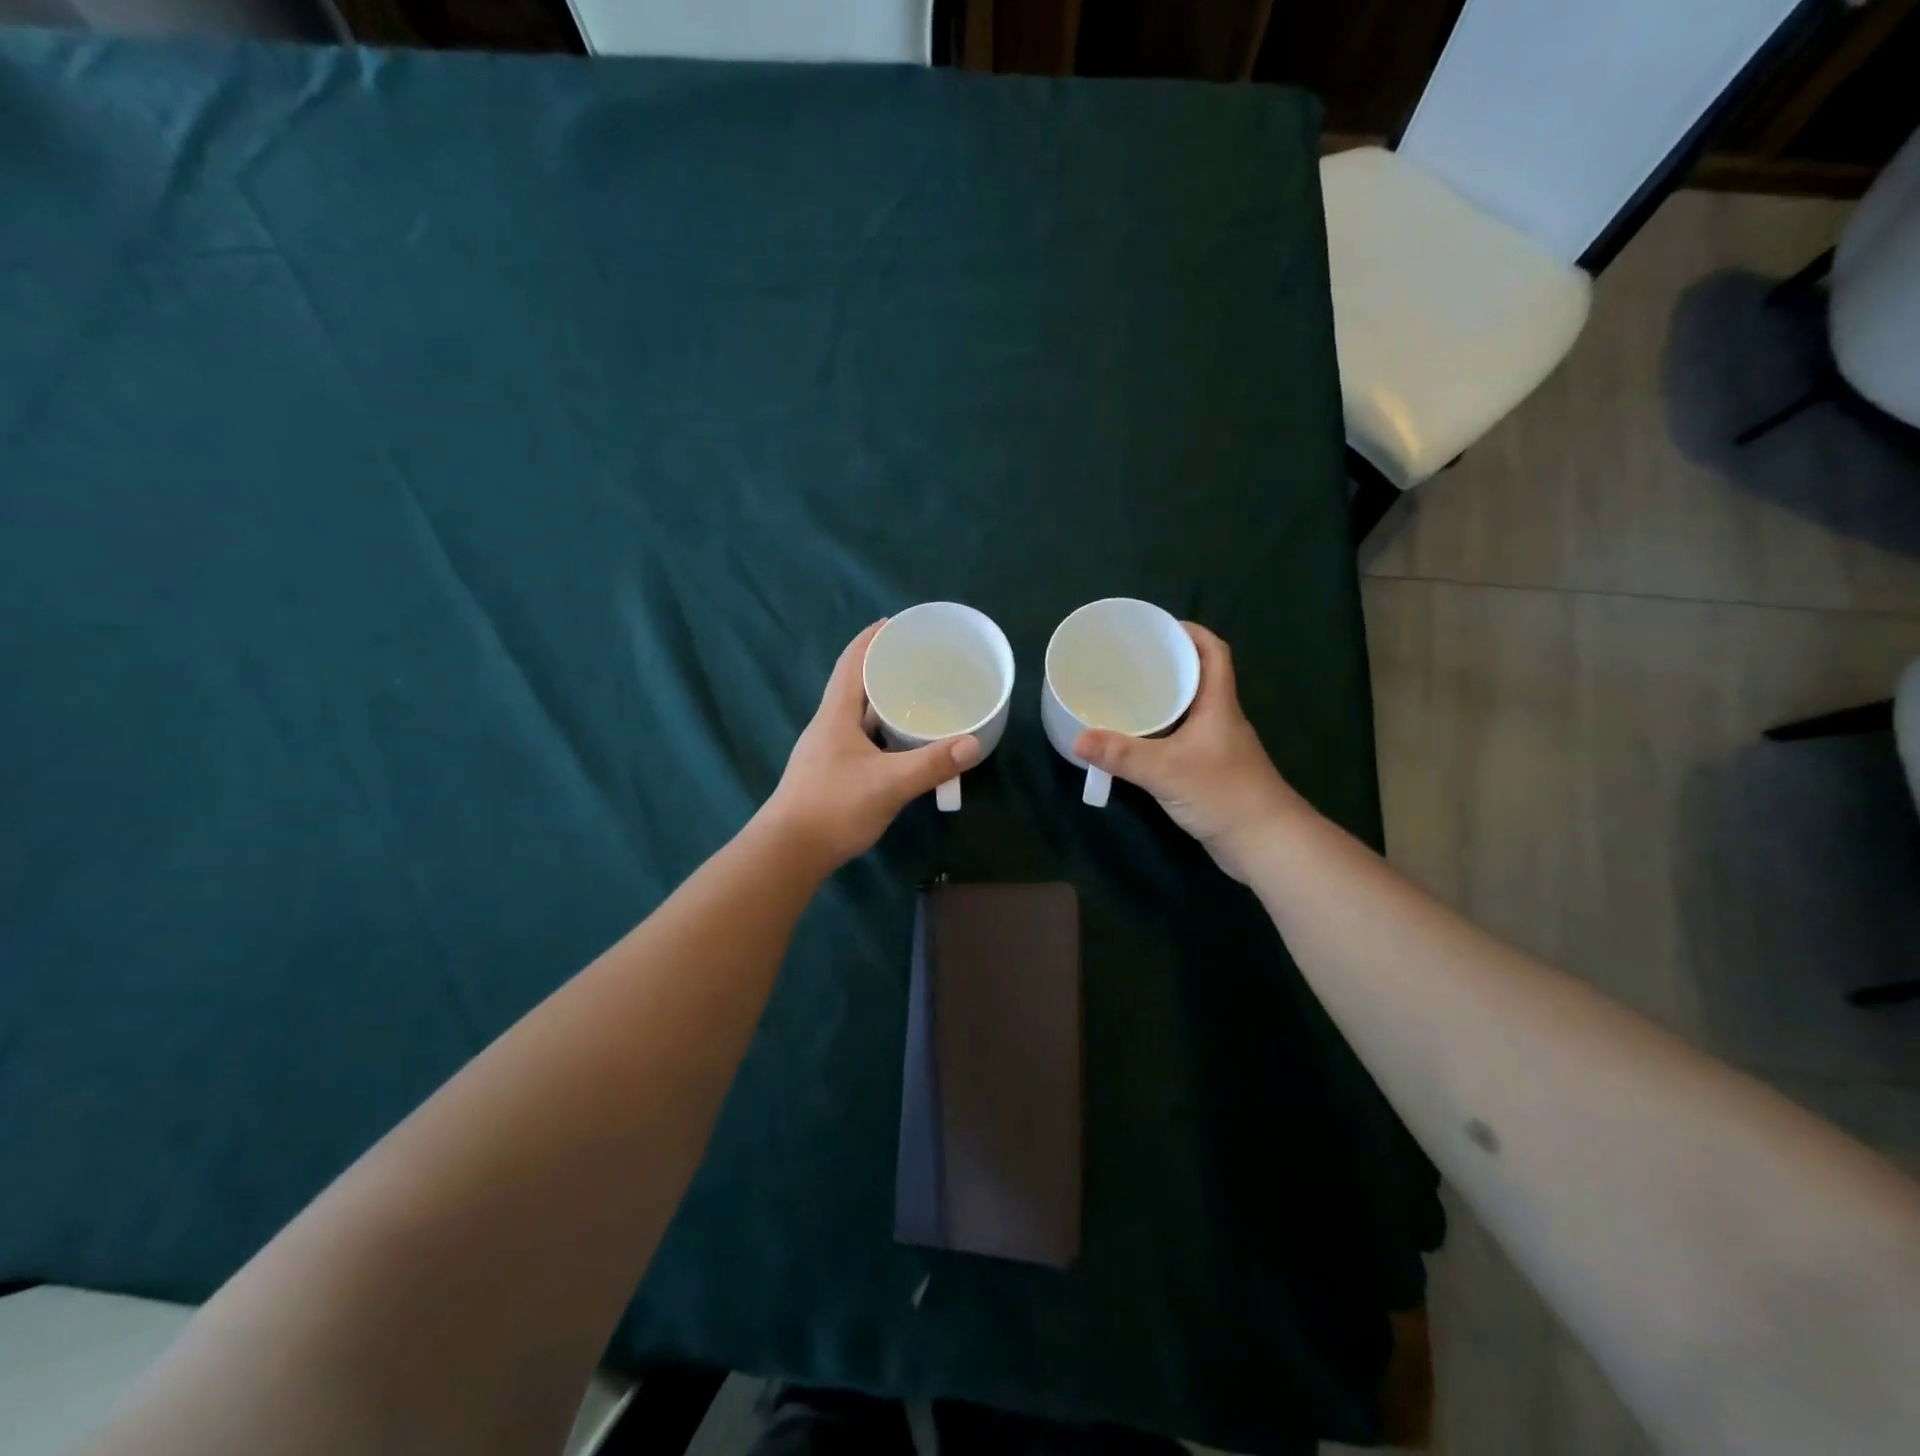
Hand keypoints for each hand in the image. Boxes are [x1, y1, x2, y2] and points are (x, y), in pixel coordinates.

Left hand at [761, 621, 982, 868]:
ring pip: (857, 715)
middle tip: (917, 661)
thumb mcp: (888, 784)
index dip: (870, 639)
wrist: (788, 852)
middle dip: (881, 668)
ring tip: (914, 696)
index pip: (851, 663)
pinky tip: (900, 742)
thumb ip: (931, 764)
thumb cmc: (834, 808)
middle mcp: (827, 726)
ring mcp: (826, 751)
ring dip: (881, 701)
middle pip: (854, 685)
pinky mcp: (830, 773)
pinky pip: (860, 738)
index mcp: (835, 715)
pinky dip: (880, 731)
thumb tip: (972, 743)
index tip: (893, 623)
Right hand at [1073, 623, 1304, 881]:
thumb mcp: (1166, 770)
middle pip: (1199, 678)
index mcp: (1218, 704)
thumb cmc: (1223, 793)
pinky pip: (1183, 737)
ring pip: (1190, 710)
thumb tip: (1078, 738)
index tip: (1160, 628)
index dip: (1192, 633)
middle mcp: (1220, 719)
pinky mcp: (1210, 770)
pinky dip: (1162, 731)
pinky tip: (1139, 740)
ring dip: (1164, 699)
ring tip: (1127, 694)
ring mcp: (1217, 746)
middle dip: (1169, 664)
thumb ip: (1122, 755)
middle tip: (1130, 661)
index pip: (1213, 653)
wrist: (1264, 843)